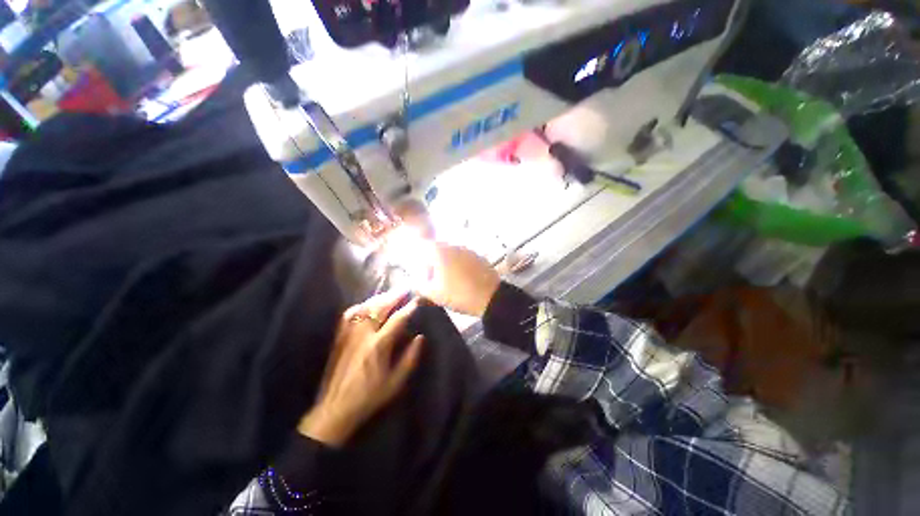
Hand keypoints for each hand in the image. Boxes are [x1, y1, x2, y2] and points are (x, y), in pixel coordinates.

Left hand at [298, 290, 422, 446]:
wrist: (335, 409)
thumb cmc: (370, 397)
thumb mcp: (396, 382)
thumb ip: (410, 358)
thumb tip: (420, 337)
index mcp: (379, 345)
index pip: (397, 319)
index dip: (409, 308)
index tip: (418, 300)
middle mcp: (363, 335)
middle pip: (380, 307)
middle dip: (395, 295)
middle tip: (406, 288)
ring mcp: (349, 334)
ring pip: (365, 307)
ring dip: (380, 298)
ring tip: (391, 294)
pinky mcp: (339, 337)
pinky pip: (350, 314)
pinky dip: (361, 306)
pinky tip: (367, 304)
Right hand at [418, 244, 500, 317]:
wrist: (491, 298)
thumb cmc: (458, 294)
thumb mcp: (434, 294)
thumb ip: (419, 286)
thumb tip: (414, 283)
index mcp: (440, 251)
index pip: (422, 247)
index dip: (419, 260)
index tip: (421, 274)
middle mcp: (453, 245)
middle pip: (437, 250)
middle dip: (433, 263)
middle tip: (433, 280)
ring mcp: (468, 250)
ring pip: (451, 254)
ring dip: (447, 265)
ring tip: (449, 282)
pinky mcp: (479, 256)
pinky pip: (463, 258)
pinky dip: (460, 266)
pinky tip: (463, 280)